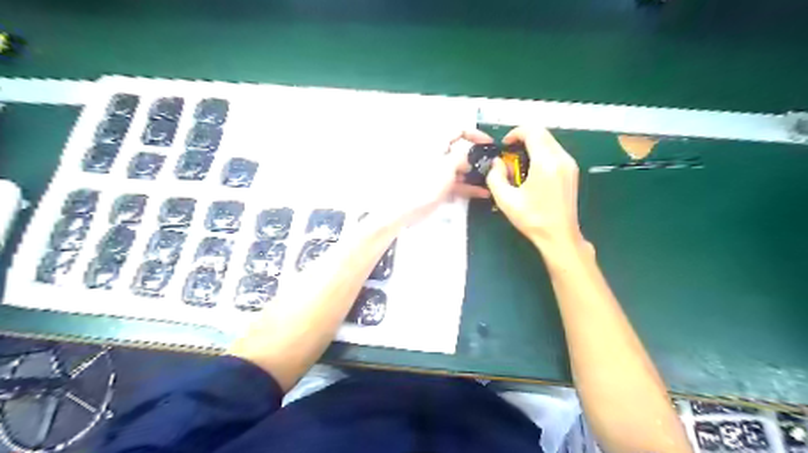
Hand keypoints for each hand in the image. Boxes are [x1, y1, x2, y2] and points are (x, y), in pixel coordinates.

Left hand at [381, 129, 488, 227]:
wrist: (405, 208)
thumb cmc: (426, 184)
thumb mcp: (448, 167)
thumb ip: (462, 156)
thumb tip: (469, 155)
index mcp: (437, 144)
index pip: (458, 131)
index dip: (475, 134)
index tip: (489, 144)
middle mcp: (437, 155)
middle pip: (461, 151)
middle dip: (477, 159)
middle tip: (491, 167)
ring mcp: (437, 171)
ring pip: (459, 169)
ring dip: (475, 175)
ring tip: (491, 183)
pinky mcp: (437, 186)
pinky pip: (455, 182)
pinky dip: (467, 186)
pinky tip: (482, 193)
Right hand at [483, 126, 584, 251]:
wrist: (559, 236)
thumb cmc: (532, 219)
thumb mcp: (505, 200)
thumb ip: (495, 177)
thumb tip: (497, 163)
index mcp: (545, 163)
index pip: (532, 131)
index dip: (515, 133)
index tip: (504, 146)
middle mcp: (561, 158)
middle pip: (542, 133)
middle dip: (523, 138)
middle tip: (510, 155)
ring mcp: (570, 164)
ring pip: (550, 141)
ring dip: (533, 145)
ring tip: (519, 164)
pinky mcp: (572, 171)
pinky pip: (555, 152)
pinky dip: (542, 153)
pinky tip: (532, 171)